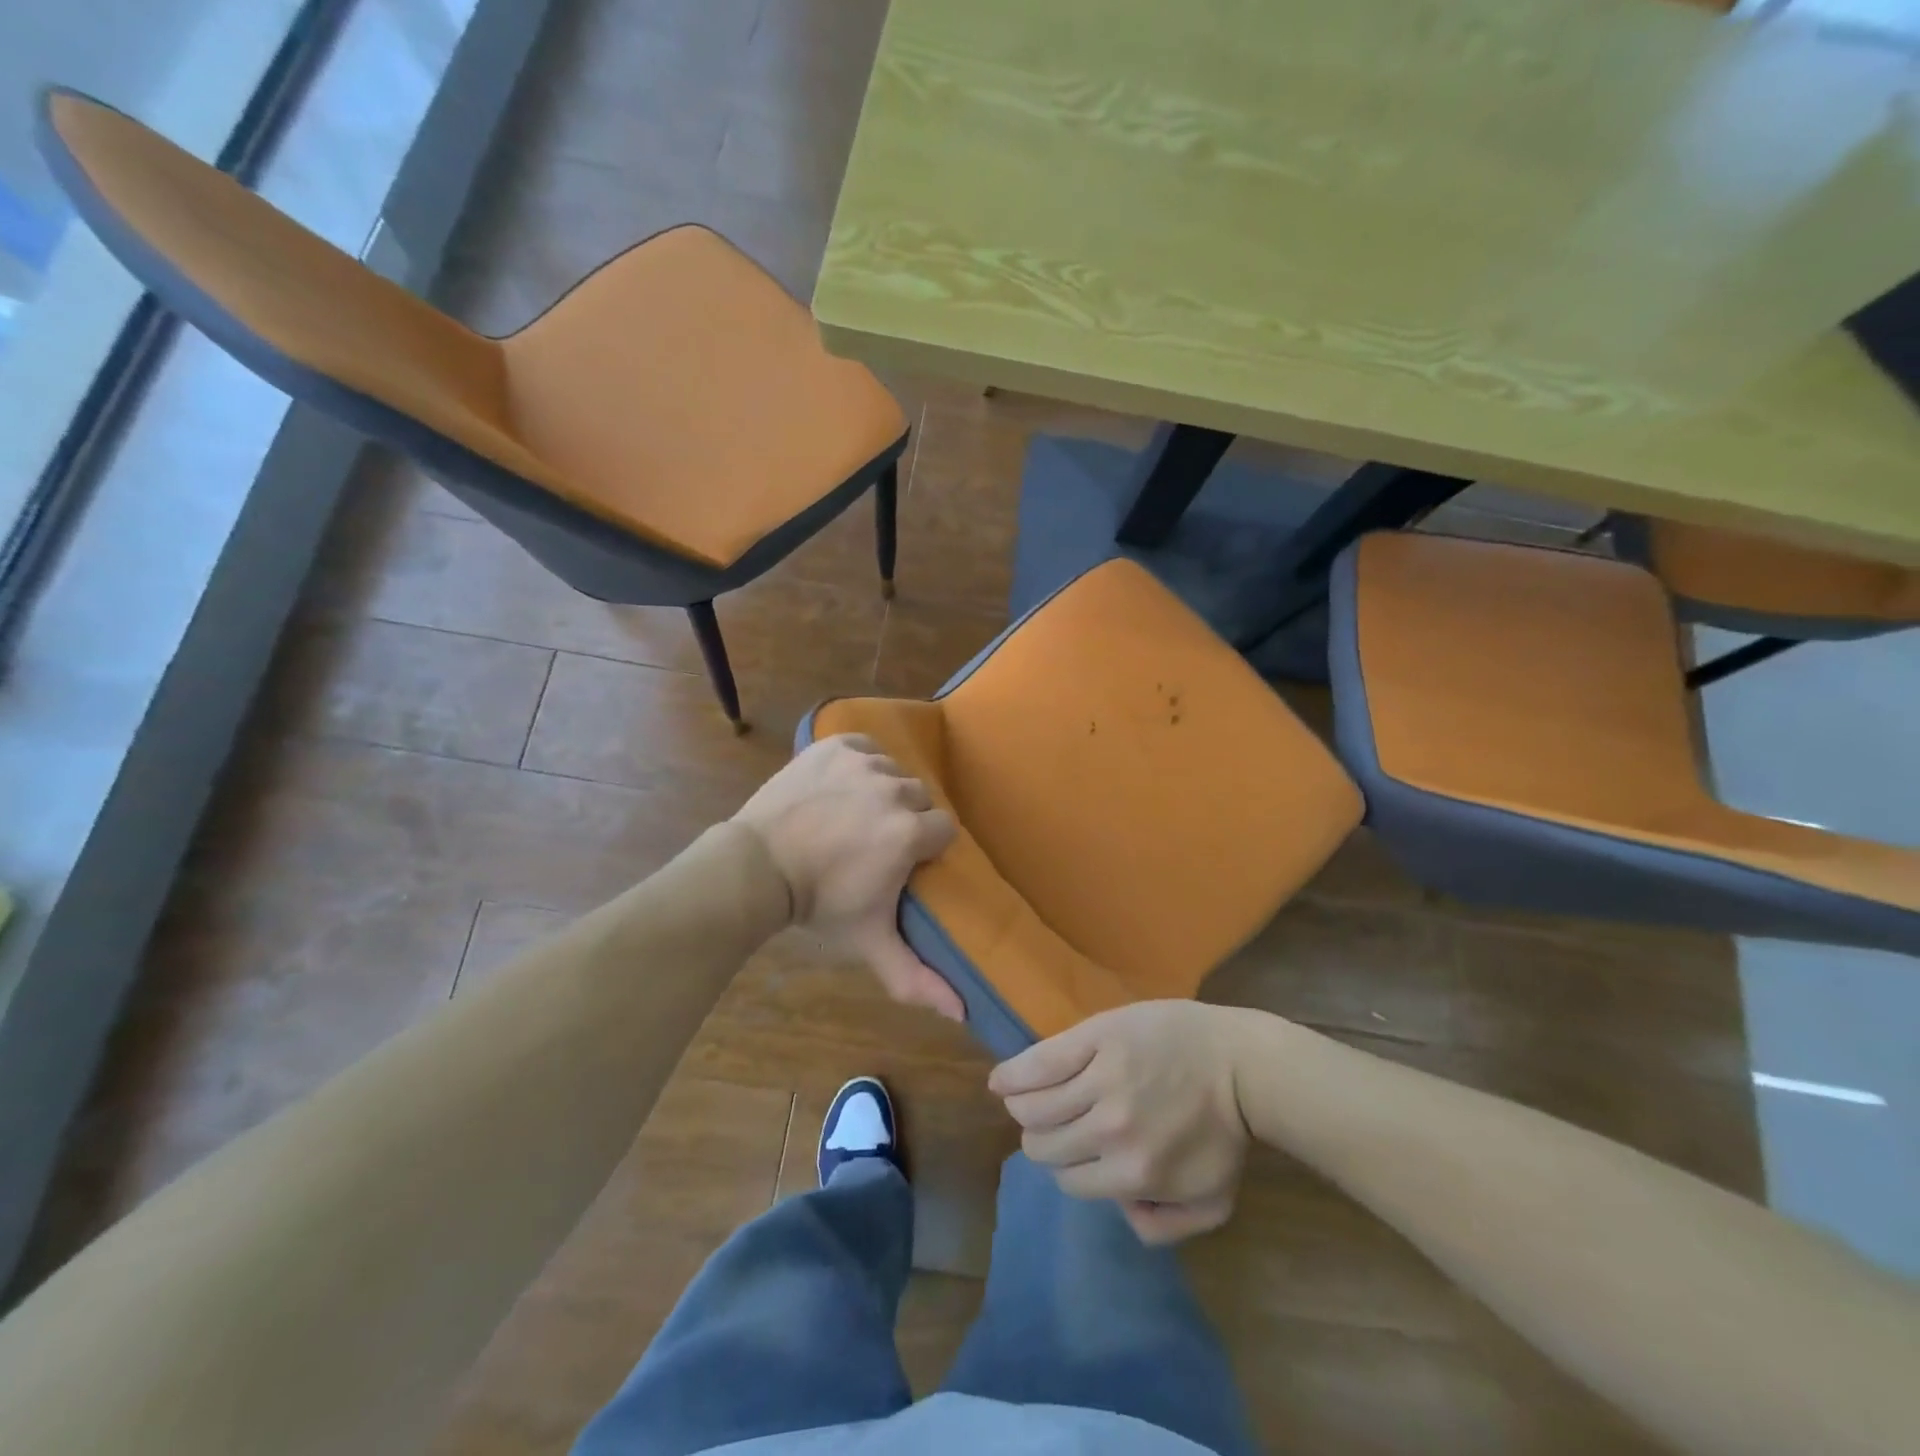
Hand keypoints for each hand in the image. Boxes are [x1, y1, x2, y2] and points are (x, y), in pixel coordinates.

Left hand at [733, 734, 963, 1019]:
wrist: (757, 867)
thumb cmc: (820, 905)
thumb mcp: (871, 941)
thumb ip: (916, 977)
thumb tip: (963, 1014)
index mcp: (909, 833)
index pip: (943, 829)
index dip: (924, 847)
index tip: (902, 862)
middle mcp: (893, 789)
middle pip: (918, 798)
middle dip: (903, 819)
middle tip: (872, 843)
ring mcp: (863, 762)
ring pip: (892, 772)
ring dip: (880, 791)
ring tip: (851, 816)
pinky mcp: (834, 746)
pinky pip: (864, 747)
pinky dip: (859, 762)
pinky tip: (841, 785)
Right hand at [989, 1001, 1254, 1243]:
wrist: (1240, 1063)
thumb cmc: (1225, 1128)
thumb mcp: (1212, 1202)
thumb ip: (1164, 1227)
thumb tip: (1118, 1211)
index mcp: (1131, 1176)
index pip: (1068, 1180)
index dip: (1068, 1167)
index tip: (1075, 1153)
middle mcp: (1107, 1132)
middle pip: (1043, 1143)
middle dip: (1042, 1139)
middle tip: (1055, 1123)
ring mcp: (1099, 1081)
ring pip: (1033, 1105)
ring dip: (1024, 1106)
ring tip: (1029, 1097)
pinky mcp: (1094, 1038)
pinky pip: (1039, 1062)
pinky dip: (1014, 1074)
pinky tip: (1001, 1079)